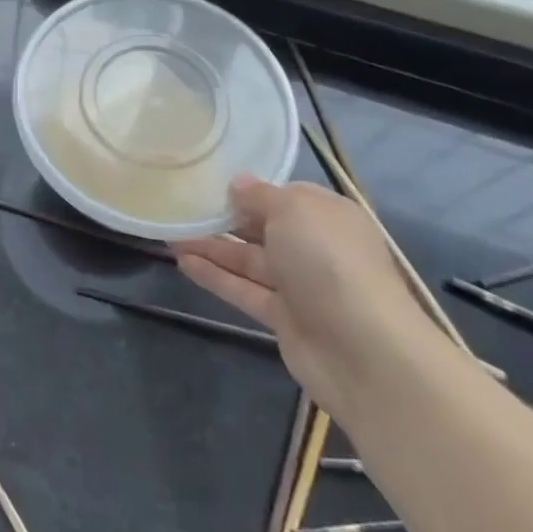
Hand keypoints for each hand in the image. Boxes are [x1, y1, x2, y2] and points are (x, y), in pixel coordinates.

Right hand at [172, 176, 431, 411]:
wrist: (363, 350)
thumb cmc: (329, 261)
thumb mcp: (293, 210)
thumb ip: (260, 195)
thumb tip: (238, 184)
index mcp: (326, 216)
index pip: (284, 196)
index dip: (249, 189)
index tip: (210, 181)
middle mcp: (314, 247)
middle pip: (263, 228)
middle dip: (224, 218)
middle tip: (181, 207)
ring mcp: (300, 285)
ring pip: (248, 259)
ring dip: (211, 246)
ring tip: (169, 233)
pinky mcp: (283, 318)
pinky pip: (243, 290)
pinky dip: (215, 276)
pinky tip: (181, 262)